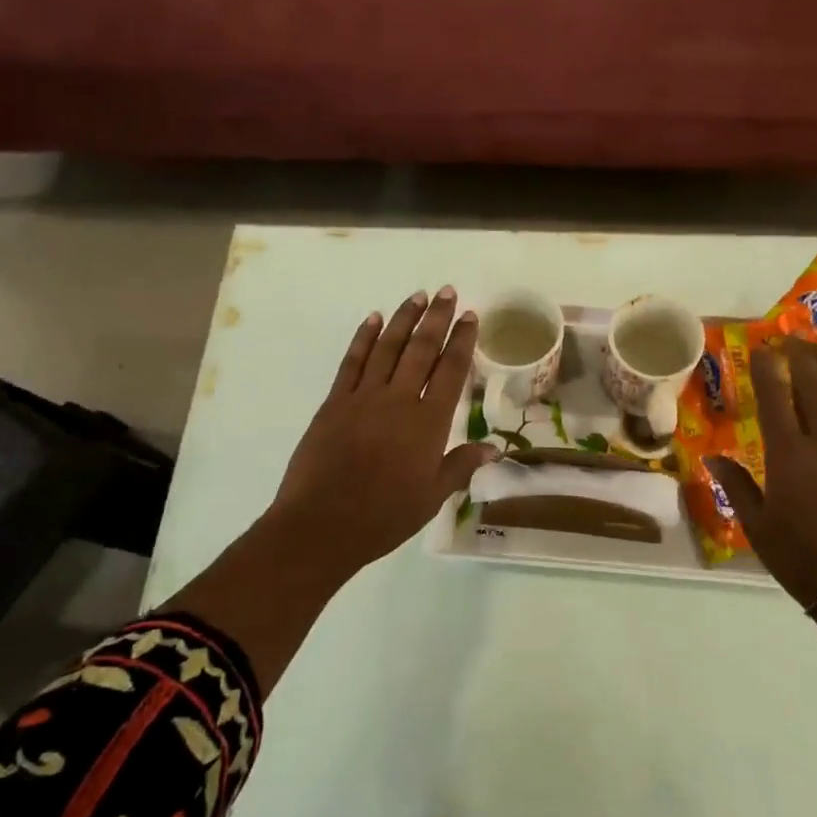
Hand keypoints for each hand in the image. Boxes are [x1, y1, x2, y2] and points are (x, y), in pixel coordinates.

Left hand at [268, 287, 497, 575]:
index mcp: (428, 422)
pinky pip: (352, 361)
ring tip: (417, 296)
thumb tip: (495, 447)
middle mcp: (399, 399)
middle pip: (422, 349)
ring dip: (404, 319)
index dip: (462, 341)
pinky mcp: (335, 402)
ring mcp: (364, 397)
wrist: (321, 525)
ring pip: (388, 347)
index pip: (451, 370)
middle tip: (448, 291)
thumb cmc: (384, 516)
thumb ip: (462, 465)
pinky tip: (373, 319)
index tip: (470, 316)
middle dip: (437, 318)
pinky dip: (364, 338)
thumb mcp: (432, 497)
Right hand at [706, 339, 816, 607]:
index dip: (767, 371)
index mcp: (788, 457)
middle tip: (794, 337)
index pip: (775, 401)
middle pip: (813, 391)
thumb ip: (736, 485)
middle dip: (801, 360)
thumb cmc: (800, 559)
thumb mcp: (756, 525)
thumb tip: (711, 457)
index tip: (762, 348)